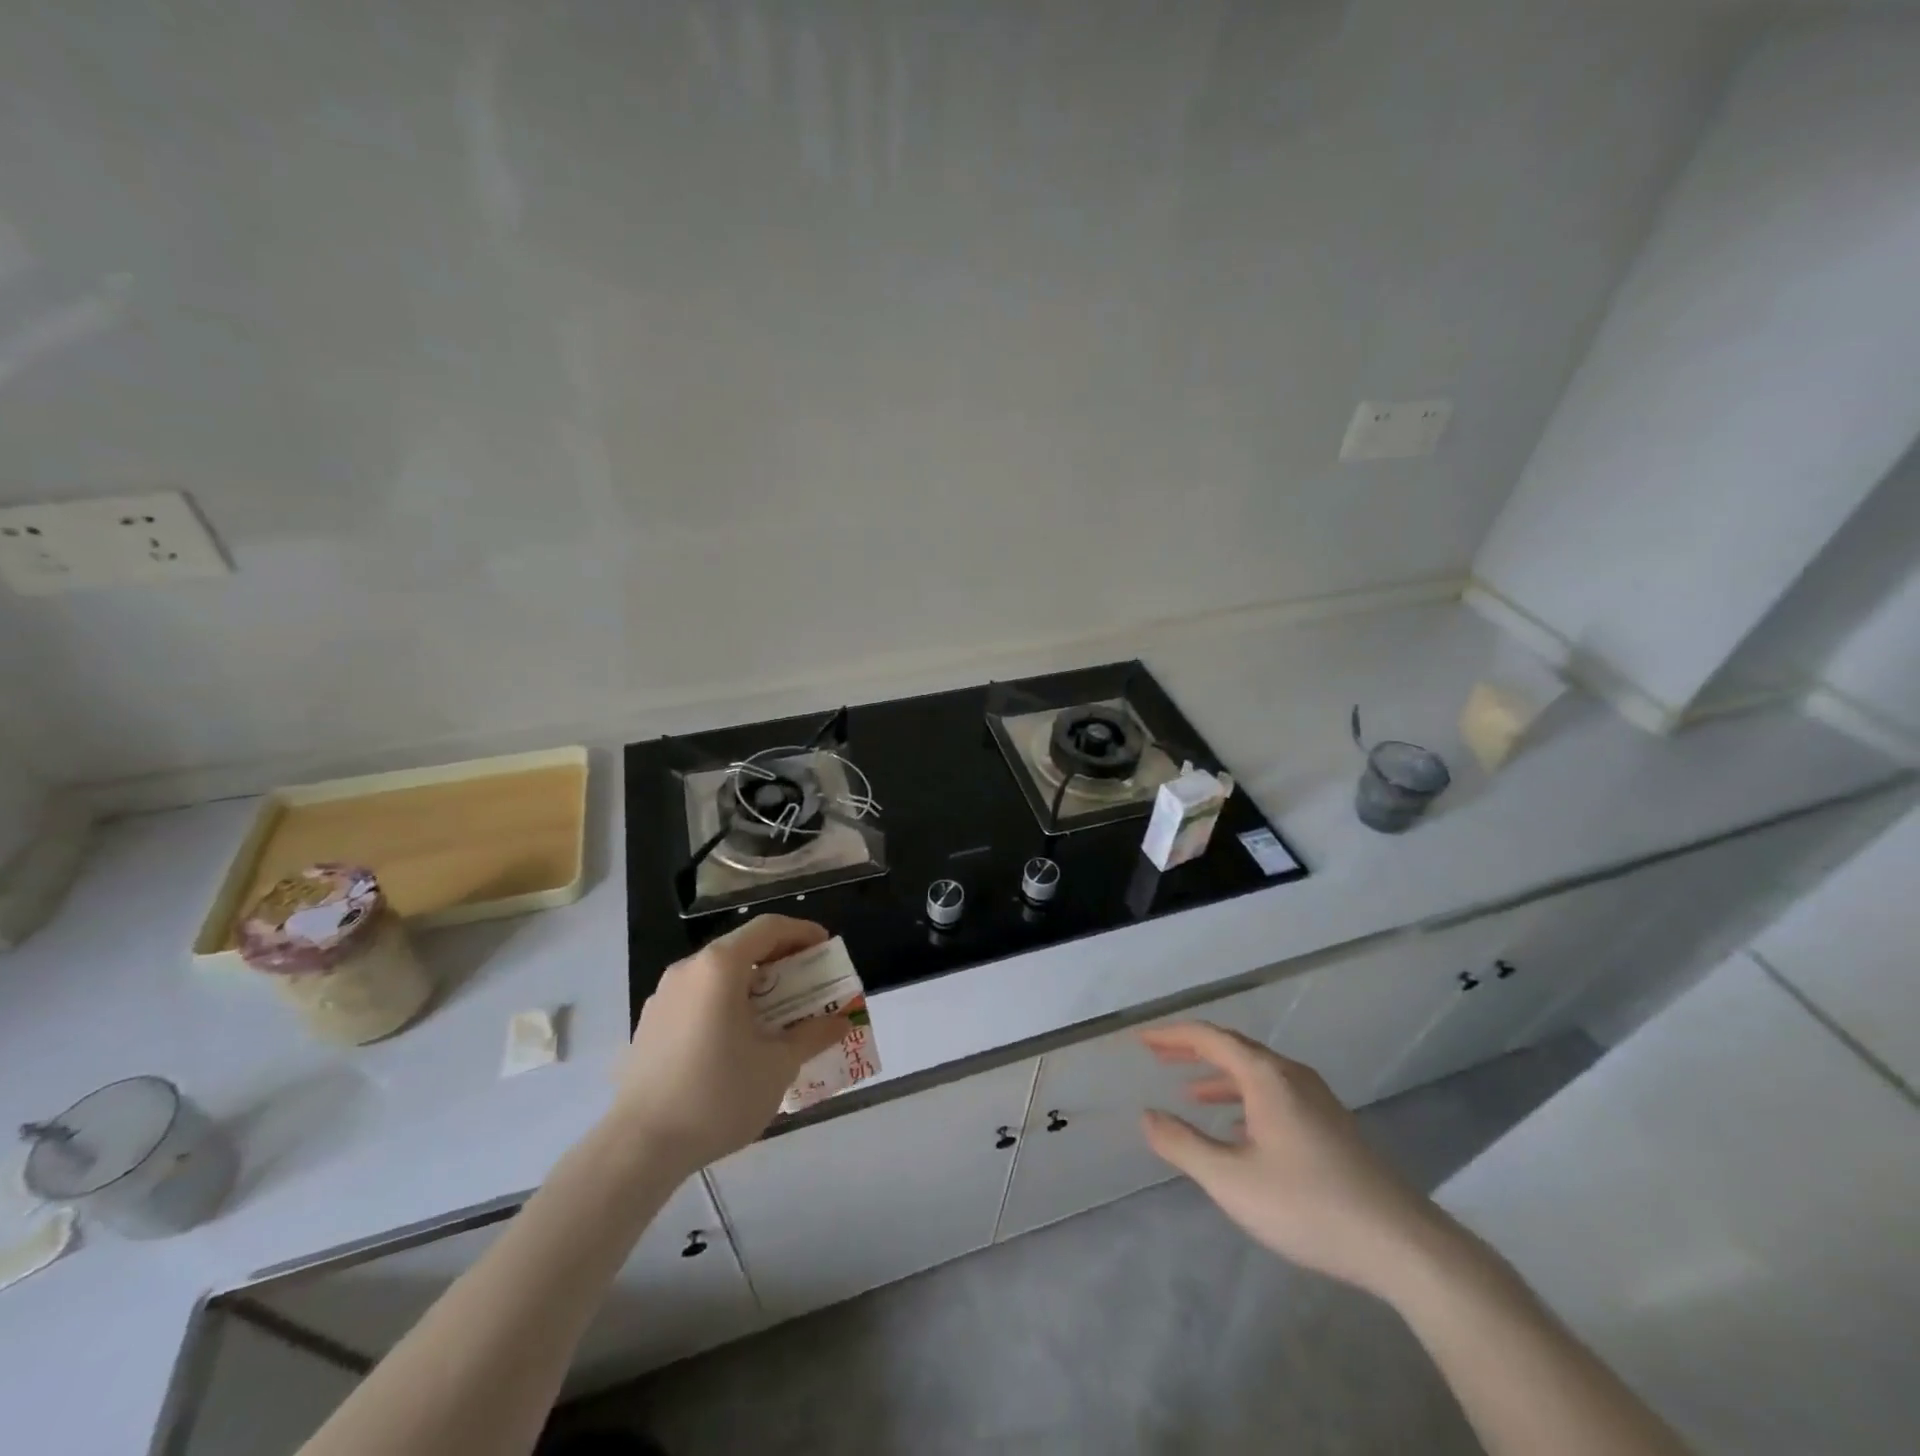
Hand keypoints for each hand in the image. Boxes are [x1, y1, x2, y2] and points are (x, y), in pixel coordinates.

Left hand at [613, 915, 850, 1175]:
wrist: (639, 1148)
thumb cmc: (717, 1096)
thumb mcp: (778, 1066)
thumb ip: (812, 1036)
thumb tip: (840, 1023)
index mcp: (719, 967)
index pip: (768, 928)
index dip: (802, 932)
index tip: (826, 948)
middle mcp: (688, 970)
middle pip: (742, 948)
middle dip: (780, 960)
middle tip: (809, 982)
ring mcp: (663, 996)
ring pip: (718, 975)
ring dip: (753, 984)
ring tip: (777, 1014)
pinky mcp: (650, 1024)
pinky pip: (698, 998)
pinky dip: (726, 1003)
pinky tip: (738, 1040)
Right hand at [1138, 1022, 1450, 1297]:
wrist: (1402, 1245)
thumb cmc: (1308, 1205)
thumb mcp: (1231, 1180)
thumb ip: (1183, 1145)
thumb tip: (1147, 1116)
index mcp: (1266, 1076)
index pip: (1210, 1038)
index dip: (1172, 1036)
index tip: (1142, 1041)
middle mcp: (1291, 1076)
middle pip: (1234, 1049)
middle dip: (1194, 1051)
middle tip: (1159, 1056)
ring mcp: (1317, 1100)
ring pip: (1257, 1073)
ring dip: (1220, 1077)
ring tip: (1190, 1093)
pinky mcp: (1332, 1126)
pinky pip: (1276, 1094)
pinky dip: (1245, 1098)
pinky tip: (1239, 1130)